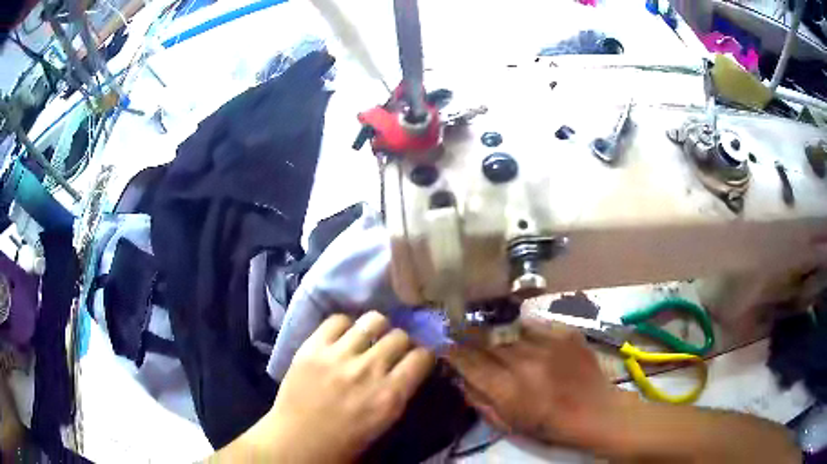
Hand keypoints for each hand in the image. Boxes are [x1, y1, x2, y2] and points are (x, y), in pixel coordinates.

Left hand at [264, 311, 434, 462]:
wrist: (295, 443)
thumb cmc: (342, 444)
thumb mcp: (383, 425)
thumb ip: (399, 395)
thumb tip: (407, 372)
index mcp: (389, 396)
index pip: (423, 357)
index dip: (423, 357)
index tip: (417, 360)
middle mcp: (368, 371)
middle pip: (400, 336)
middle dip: (402, 343)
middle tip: (392, 352)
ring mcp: (338, 356)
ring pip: (373, 320)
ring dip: (377, 330)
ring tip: (369, 339)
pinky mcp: (312, 348)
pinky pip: (337, 320)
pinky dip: (345, 326)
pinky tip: (342, 338)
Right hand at [445, 317, 638, 449]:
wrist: (595, 410)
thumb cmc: (549, 425)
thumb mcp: (507, 423)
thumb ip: (479, 400)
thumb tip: (460, 377)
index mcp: (507, 387)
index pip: (467, 360)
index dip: (451, 349)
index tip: (441, 342)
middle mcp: (523, 360)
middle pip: (485, 340)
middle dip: (470, 338)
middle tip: (464, 337)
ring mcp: (546, 342)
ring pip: (508, 330)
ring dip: (498, 335)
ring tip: (499, 340)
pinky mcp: (564, 332)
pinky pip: (534, 326)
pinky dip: (526, 333)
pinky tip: (530, 342)